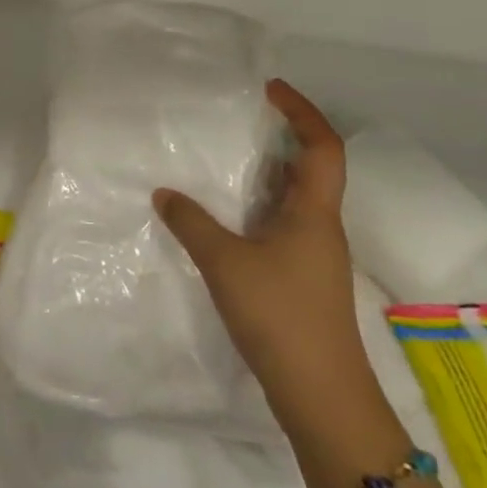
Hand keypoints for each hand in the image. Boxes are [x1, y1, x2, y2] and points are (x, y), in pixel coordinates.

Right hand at [153, 78, 373, 430]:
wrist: (322, 397)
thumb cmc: (281, 316)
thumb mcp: (225, 263)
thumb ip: (192, 223)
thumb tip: (164, 192)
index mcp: (315, 213)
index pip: (323, 147)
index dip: (302, 112)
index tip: (269, 90)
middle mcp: (321, 227)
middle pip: (312, 168)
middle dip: (281, 137)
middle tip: (238, 120)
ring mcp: (314, 256)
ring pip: (295, 199)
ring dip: (267, 174)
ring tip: (224, 160)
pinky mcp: (302, 279)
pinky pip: (282, 224)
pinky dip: (258, 207)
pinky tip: (225, 217)